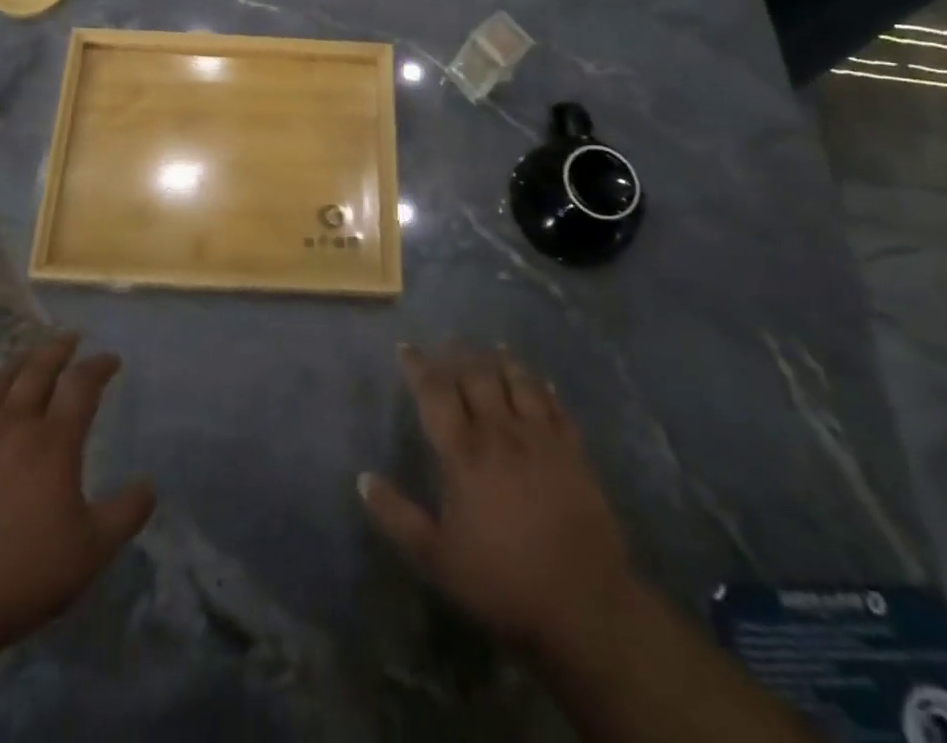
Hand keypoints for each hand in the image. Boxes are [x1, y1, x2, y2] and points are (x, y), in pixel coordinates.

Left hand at [0, 334, 155, 656]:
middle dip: (58, 349)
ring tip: (28, 358)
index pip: (82, 384)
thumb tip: (150, 484)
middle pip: (37, 369)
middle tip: (70, 339)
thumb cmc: (20, 574)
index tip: (111, 359)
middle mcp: (14, 425)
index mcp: (54, 441)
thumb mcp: (90, 551)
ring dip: (18, 363)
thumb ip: (125, 514)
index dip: (99, 365)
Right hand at [359, 343, 636, 655]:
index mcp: (464, 453)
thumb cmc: (502, 582)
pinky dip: (542, 388)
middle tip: (448, 341)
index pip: (435, 393)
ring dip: (501, 360)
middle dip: (458, 353)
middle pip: (476, 376)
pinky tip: (539, 382)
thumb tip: (363, 478)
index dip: (417, 366)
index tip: (405, 348)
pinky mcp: (573, 451)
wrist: (583, 605)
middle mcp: (500, 432)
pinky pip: (555, 406)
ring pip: (517, 381)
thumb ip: (397, 516)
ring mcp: (541, 438)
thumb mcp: (437, 559)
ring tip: (492, 347)